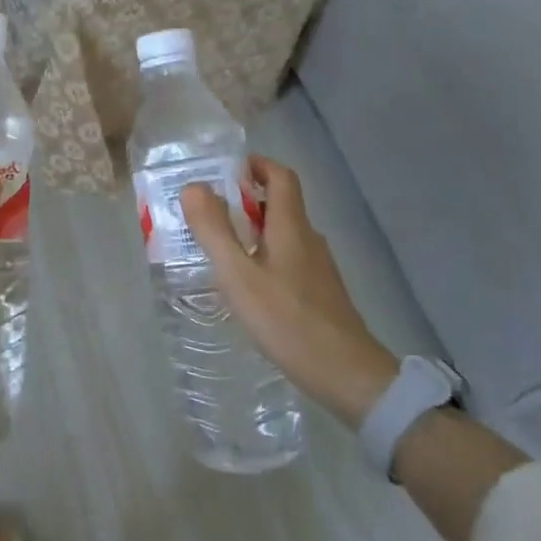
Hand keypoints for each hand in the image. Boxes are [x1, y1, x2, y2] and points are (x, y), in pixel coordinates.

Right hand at [181, 157, 399, 425]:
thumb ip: (214, 231)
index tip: (227, 170)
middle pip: (282, 204)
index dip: (257, 165)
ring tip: (222, 248)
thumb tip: (193, 186)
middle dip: (247, 199)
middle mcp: (309, 239)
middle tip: (210, 212)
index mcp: (291, 227)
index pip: (281, 177)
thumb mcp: (239, 276)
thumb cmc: (288, 321)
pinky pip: (289, 259)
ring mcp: (319, 268)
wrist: (347, 375)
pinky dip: (265, 256)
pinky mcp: (321, 293)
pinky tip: (249, 285)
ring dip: (254, 230)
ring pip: (285, 234)